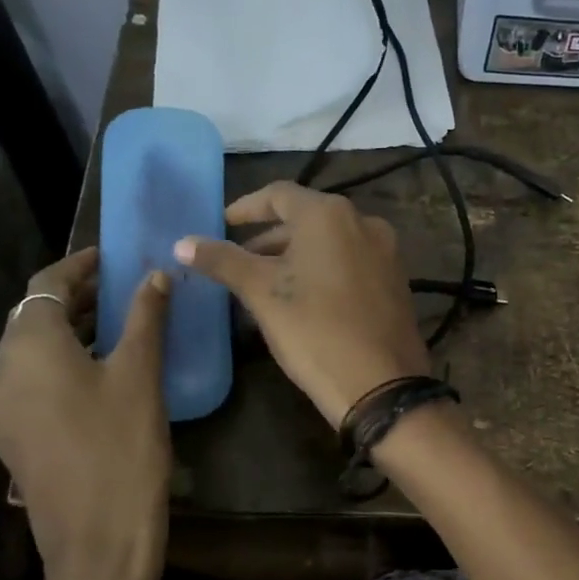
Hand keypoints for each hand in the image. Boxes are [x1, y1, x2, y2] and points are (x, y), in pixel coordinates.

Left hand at [0, 248, 171, 579]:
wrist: (98, 540)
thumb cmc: (123, 447)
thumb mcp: (140, 376)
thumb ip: (145, 318)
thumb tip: (155, 276)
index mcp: (28, 348)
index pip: (46, 284)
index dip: (80, 265)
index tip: (114, 257)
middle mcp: (1, 373)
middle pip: (34, 317)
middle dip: (77, 298)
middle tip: (124, 290)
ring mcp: (2, 411)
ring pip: (32, 353)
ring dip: (71, 332)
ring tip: (119, 327)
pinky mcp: (14, 439)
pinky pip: (34, 383)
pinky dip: (63, 365)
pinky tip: (101, 375)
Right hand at [175, 181, 429, 426]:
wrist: (381, 384)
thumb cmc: (315, 331)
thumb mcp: (262, 294)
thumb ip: (223, 261)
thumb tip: (183, 242)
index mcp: (329, 214)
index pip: (279, 195)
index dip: (246, 209)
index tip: (221, 225)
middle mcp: (364, 222)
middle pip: (306, 219)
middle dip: (269, 239)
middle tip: (238, 262)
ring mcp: (386, 252)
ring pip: (329, 244)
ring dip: (295, 257)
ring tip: (265, 285)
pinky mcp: (396, 282)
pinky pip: (350, 264)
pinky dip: (323, 271)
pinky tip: (303, 300)